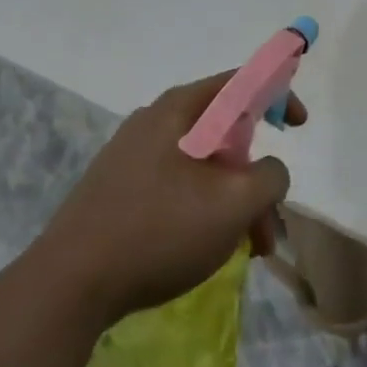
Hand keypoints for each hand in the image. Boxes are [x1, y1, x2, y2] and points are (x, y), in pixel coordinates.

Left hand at [30, 73, 299, 330]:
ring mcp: (131, 155)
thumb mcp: (233, 204)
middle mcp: (154, 121)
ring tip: (249, 249)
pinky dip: (204, 209)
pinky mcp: (118, 188)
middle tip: (269, 219)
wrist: (69, 284)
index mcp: (179, 110)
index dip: (276, 94)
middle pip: (223, 132)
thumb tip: (268, 169)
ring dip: (233, 200)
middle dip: (255, 174)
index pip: (239, 82)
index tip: (297, 126)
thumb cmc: (158, 232)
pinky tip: (208, 249)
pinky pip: (176, 185)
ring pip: (202, 166)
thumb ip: (269, 176)